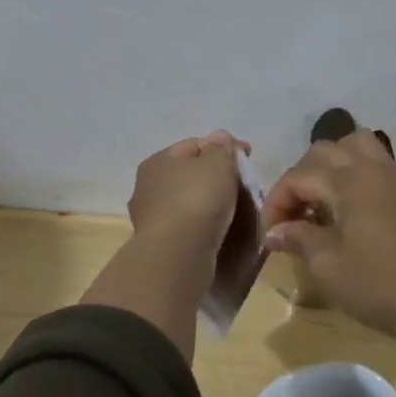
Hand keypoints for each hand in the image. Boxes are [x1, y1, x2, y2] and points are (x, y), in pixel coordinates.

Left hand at [127, 130, 250, 256]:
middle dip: (215, 177)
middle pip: (190, 174)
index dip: (223, 147)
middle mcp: (147, 187)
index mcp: (157, 161)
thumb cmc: (197, 200)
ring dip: (209, 204)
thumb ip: (222, 148)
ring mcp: (151, 218)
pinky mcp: (160, 245)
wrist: (178, 256)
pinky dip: (204, 226)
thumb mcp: (217, 163)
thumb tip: (221, 140)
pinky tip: (220, 231)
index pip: (195, 144)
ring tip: (236, 211)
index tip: (248, 157)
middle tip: (243, 185)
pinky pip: (188, 227)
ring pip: (188, 202)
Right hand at [262, 129, 395, 339]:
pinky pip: (376, 161)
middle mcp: (372, 167)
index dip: (276, 202)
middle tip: (292, 215)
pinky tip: (350, 206)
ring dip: (330, 164)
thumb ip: (297, 238)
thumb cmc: (376, 284)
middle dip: (300, 179)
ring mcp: (395, 175)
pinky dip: (355, 171)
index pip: (298, 176)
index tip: (270, 235)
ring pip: (355, 145)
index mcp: (348, 180)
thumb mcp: (326, 265)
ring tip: (322, 198)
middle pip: (323, 151)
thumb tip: (275, 231)